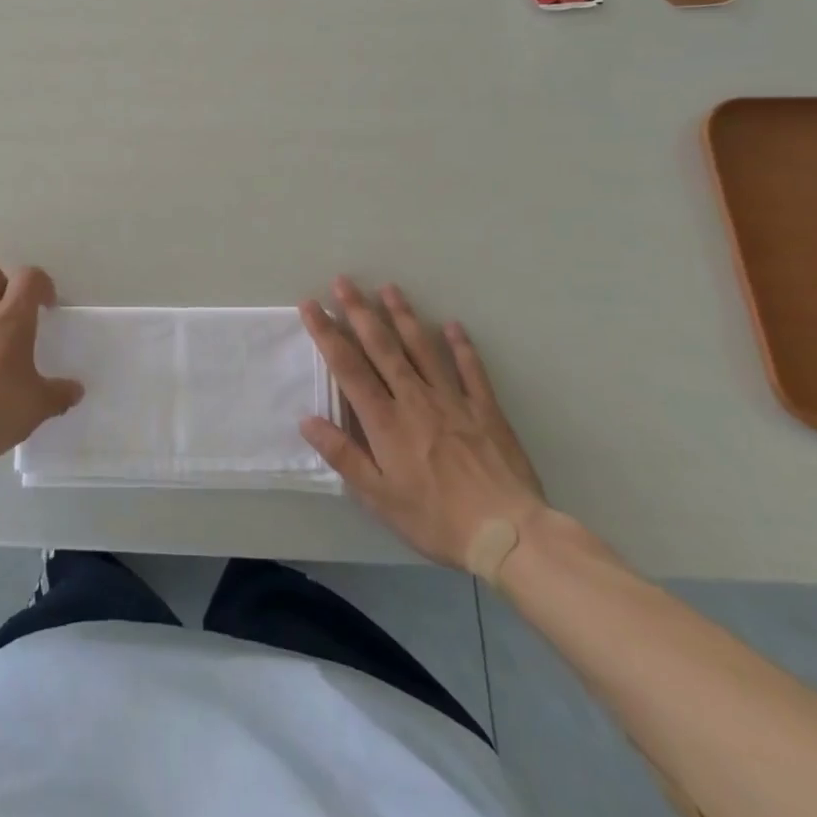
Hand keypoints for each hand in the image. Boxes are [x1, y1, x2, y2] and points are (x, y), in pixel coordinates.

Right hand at [298, 277, 546, 569]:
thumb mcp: (379, 497)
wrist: (509, 535)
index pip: (348, 366)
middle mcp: (414, 399)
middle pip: (381, 346)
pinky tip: (452, 325)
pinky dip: (460, 346)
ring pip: (422, 348)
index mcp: (385, 420)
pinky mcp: (484, 409)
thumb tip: (307, 420)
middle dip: (359, 311)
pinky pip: (470, 370)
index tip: (311, 305)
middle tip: (343, 281)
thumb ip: (343, 455)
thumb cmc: (436, 519)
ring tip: (388, 288)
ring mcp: (452, 400)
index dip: (326, 333)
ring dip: (403, 316)